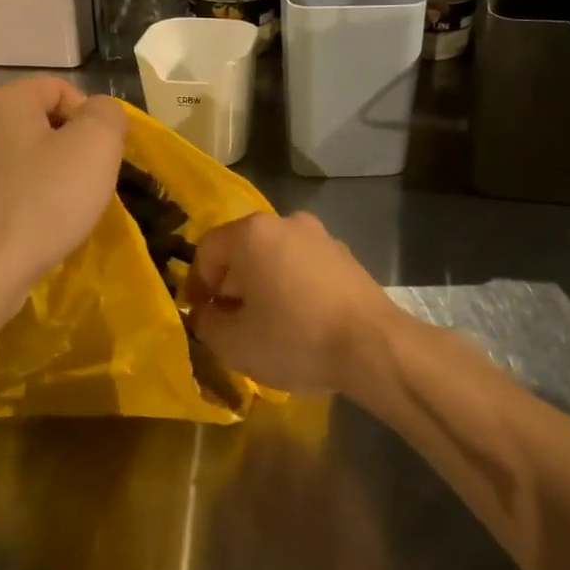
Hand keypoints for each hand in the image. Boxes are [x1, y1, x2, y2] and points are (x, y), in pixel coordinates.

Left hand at [0, 78, 127, 303]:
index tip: (101, 158)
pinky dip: (18, 202)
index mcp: (2, 100)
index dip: (90, 119)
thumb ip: (108, 114)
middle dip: (67, 149)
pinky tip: (29, 229)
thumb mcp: (97, 147)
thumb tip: (100, 112)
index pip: (60, 89)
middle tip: (86, 185)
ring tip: (58, 211)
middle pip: (36, 123)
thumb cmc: (42, 203)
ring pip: (16, 158)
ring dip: (43, 176)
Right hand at [186, 212, 404, 396]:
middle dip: (230, 285)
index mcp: (253, 233)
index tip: (199, 316)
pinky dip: (291, 286)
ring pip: (274, 257)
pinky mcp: (345, 256)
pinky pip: (303, 266)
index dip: (195, 284)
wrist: (373, 346)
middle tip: (230, 322)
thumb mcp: (234, 343)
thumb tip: (205, 313)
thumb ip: (206, 323)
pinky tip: (299, 321)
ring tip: (265, 325)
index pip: (207, 250)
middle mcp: (286, 222)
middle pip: (242, 250)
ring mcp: (321, 236)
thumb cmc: (295, 339)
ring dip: (262, 285)